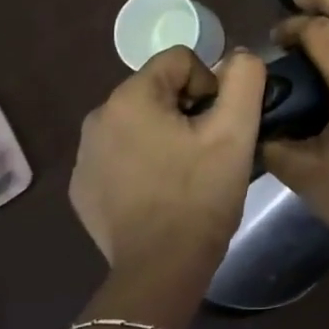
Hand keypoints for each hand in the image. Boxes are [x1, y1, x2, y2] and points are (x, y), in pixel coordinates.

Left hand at [69, 46, 265, 320]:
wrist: (160, 271)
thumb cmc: (200, 196)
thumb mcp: (236, 131)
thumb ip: (245, 78)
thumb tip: (238, 57)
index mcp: (130, 98)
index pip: (181, 60)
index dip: (211, 86)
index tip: (220, 126)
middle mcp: (97, 118)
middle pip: (158, 91)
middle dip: (188, 112)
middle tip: (208, 152)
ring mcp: (85, 156)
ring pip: (140, 124)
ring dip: (165, 137)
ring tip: (187, 174)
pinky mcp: (84, 188)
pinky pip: (121, 156)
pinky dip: (143, 164)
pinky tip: (161, 194)